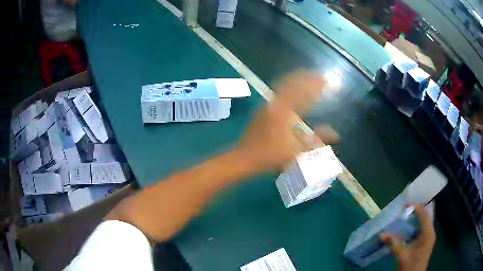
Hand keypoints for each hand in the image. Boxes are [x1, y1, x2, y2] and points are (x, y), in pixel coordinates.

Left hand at [237, 70, 338, 172]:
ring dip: (296, 80)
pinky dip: (287, 87)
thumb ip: (317, 139)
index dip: (315, 84)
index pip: (303, 91)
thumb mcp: (297, 149)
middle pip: (291, 82)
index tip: (325, 79)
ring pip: (282, 86)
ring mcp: (266, 104)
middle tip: (317, 74)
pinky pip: (277, 92)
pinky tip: (291, 90)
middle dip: (306, 77)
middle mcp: (275, 102)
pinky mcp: (262, 109)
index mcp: (284, 110)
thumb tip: (336, 134)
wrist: (244, 158)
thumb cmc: (271, 155)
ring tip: (306, 76)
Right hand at [380, 204, 435, 270]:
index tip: (406, 205)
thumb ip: (393, 244)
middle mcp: (430, 233)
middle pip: (426, 218)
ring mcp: (428, 239)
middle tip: (405, 209)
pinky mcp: (425, 244)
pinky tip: (407, 230)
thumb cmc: (410, 267)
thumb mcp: (402, 256)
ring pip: (424, 224)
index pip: (425, 215)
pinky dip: (415, 228)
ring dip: (416, 220)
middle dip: (416, 212)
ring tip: (405, 217)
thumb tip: (381, 234)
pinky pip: (422, 231)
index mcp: (428, 234)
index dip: (417, 208)